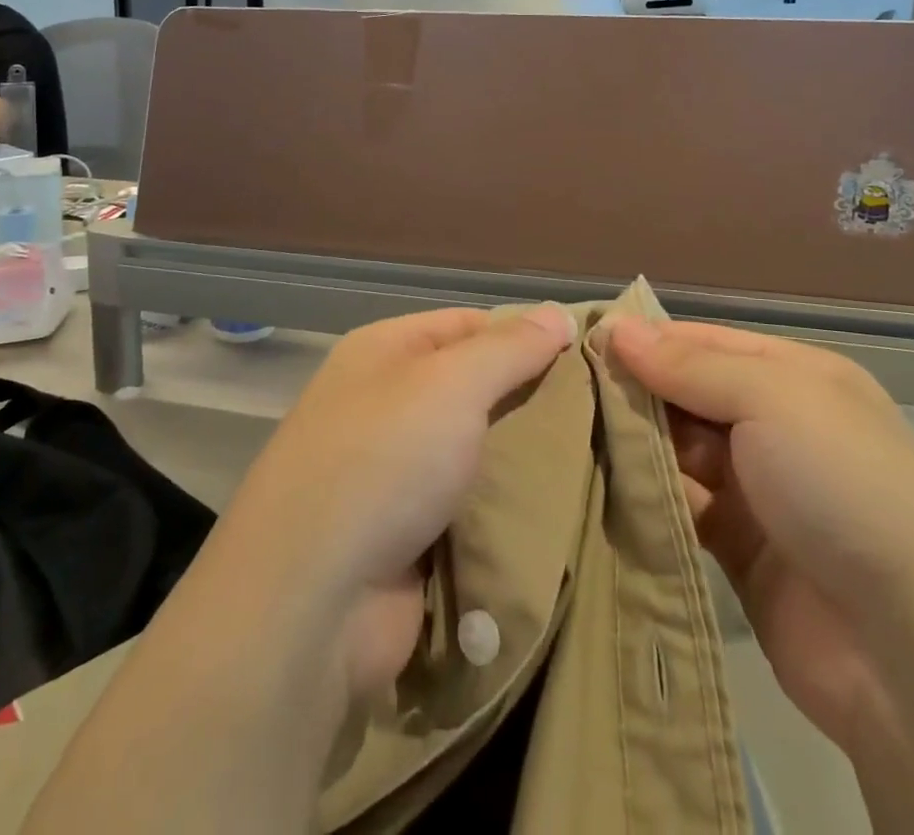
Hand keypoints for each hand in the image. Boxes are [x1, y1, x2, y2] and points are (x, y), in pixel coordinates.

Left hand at [211, 304, 574, 698]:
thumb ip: (510, 348)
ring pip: (474, 452)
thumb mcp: (453, 383)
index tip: (585, 355)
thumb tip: (558, 314)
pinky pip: (468, 509)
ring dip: (521, 461)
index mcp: (383, 352)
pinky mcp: (405, 538)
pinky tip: (558, 513)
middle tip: (602, 412)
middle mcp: (382, 404)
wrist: (311, 600)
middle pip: (472, 389)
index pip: (467, 325)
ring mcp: (391, 474)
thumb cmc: (384, 460)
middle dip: (529, 401)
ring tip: (594, 460)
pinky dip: (502, 511)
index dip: (524, 335)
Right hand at [607, 319, 913, 750]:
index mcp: (796, 378)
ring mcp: (757, 489)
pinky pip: (679, 505)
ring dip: (634, 444)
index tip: (582, 341)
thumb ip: (688, 364)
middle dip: (634, 392)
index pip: (704, 341)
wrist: (909, 651)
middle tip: (566, 393)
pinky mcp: (736, 548)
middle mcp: (776, 425)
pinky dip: (647, 495)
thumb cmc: (841, 486)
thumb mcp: (770, 398)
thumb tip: (615, 329)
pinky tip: (600, 486)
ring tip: (571, 436)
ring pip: (677, 449)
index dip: (646, 339)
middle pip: (686, 394)